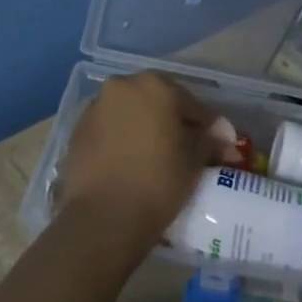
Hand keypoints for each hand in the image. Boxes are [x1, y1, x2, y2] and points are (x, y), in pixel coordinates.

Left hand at [57, 73, 226, 258]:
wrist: (104, 216)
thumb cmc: (158, 181)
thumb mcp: (194, 160)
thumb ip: (209, 140)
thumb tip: (224, 135)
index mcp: (154, 86)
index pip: (191, 104)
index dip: (207, 126)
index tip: (217, 145)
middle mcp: (121, 87)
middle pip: (156, 101)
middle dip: (172, 121)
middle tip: (187, 148)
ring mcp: (94, 108)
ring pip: (129, 114)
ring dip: (145, 128)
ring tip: (157, 157)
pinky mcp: (76, 132)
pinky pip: (109, 130)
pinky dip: (122, 140)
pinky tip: (131, 163)